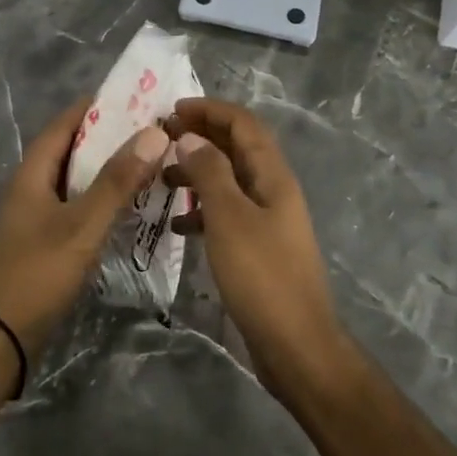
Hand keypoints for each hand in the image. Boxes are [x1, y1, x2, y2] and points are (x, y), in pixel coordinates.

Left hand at [0, 97, 168, 357]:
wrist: (0, 338)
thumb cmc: (37, 273)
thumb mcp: (82, 225)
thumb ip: (117, 181)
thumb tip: (154, 133)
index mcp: (33, 172)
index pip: (65, 124)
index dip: (97, 107)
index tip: (136, 98)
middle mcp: (32, 186)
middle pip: (73, 150)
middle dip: (110, 138)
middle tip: (152, 131)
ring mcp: (37, 215)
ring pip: (77, 180)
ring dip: (109, 170)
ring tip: (149, 163)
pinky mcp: (45, 240)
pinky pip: (78, 206)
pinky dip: (103, 199)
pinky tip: (130, 207)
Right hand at [164, 97, 348, 388]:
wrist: (296, 345)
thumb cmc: (262, 276)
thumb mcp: (229, 217)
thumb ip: (210, 172)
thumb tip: (190, 136)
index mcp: (273, 175)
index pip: (243, 124)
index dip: (210, 110)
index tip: (171, 109)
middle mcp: (273, 190)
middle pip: (237, 148)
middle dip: (201, 136)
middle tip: (161, 138)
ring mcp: (267, 220)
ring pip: (229, 181)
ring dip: (198, 172)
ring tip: (161, 178)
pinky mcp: (258, 248)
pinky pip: (227, 214)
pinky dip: (202, 210)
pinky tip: (178, 224)